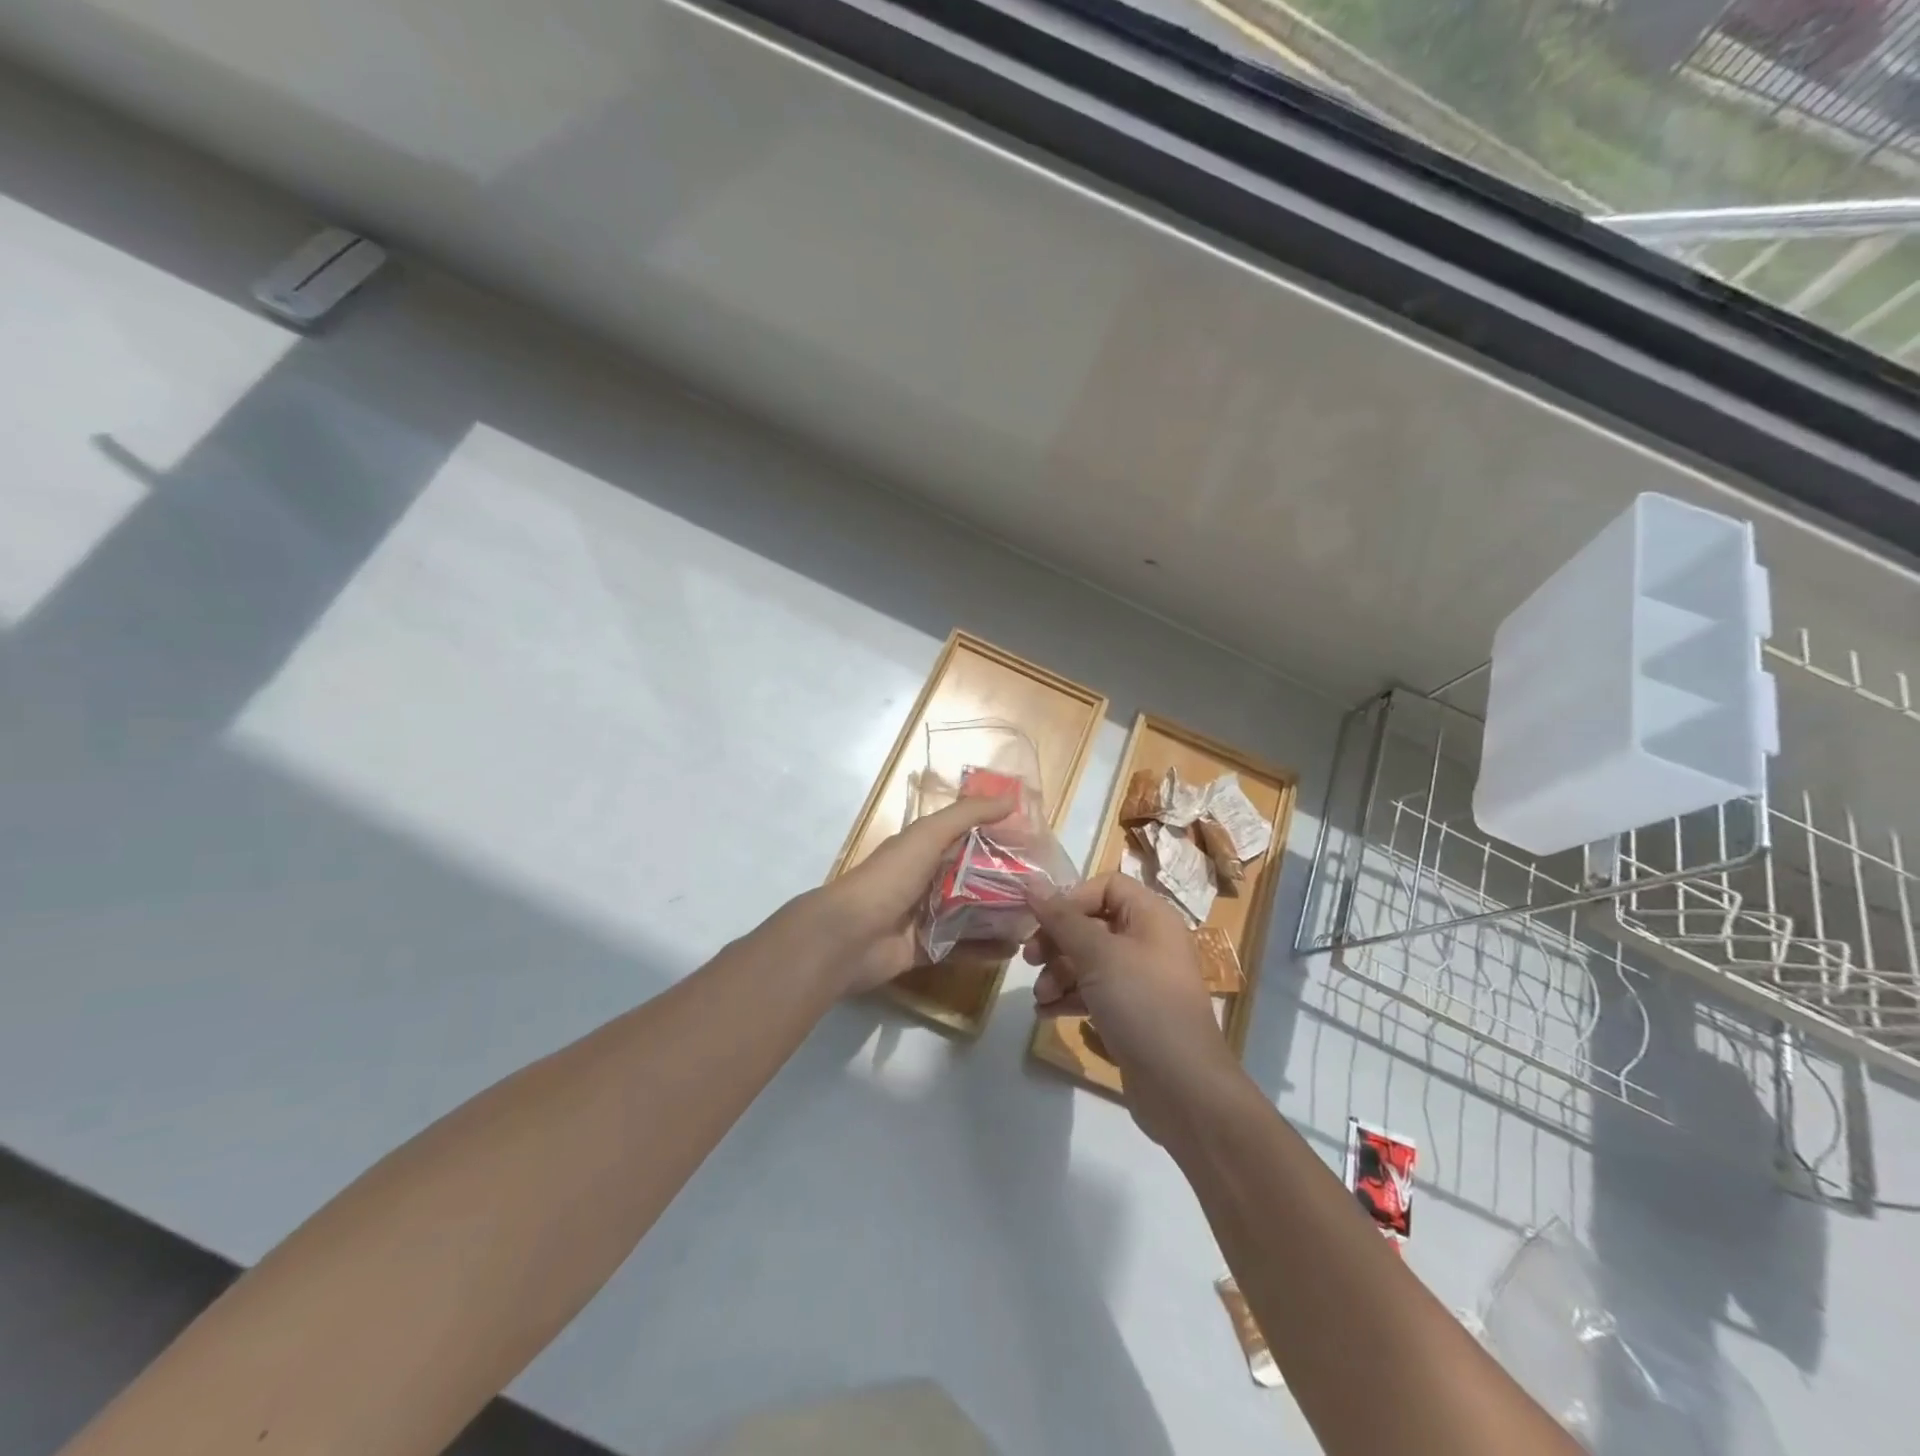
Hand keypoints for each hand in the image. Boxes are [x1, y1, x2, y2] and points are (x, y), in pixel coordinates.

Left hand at [801, 793, 1017, 995]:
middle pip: (974, 878)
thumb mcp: (928, 835)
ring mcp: (926, 917)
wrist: (848, 936)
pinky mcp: (927, 949)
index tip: (1036, 844)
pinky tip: (1013, 949)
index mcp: (924, 849)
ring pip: (971, 914)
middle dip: (1006, 882)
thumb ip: (967, 815)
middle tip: (1044, 888)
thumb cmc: (889, 878)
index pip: (969, 838)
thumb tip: (1011, 798)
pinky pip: (962, 948)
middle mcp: (926, 880)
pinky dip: (986, 949)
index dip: (999, 838)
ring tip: (1036, 919)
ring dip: (1000, 916)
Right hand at [1026, 873, 1245, 1141]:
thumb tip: (1030, 880)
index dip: (1072, 899)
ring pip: (1089, 960)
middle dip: (1057, 941)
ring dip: (1058, 973)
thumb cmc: (1142, 1004)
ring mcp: (1141, 980)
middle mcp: (1148, 942)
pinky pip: (1094, 992)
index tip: (1043, 921)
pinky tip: (1046, 1013)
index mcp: (1151, 917)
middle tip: (1030, 960)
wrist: (1183, 1088)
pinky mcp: (1131, 1013)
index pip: (1107, 886)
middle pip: (1092, 923)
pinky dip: (1069, 998)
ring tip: (1040, 997)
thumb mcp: (1098, 955)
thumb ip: (1061, 917)